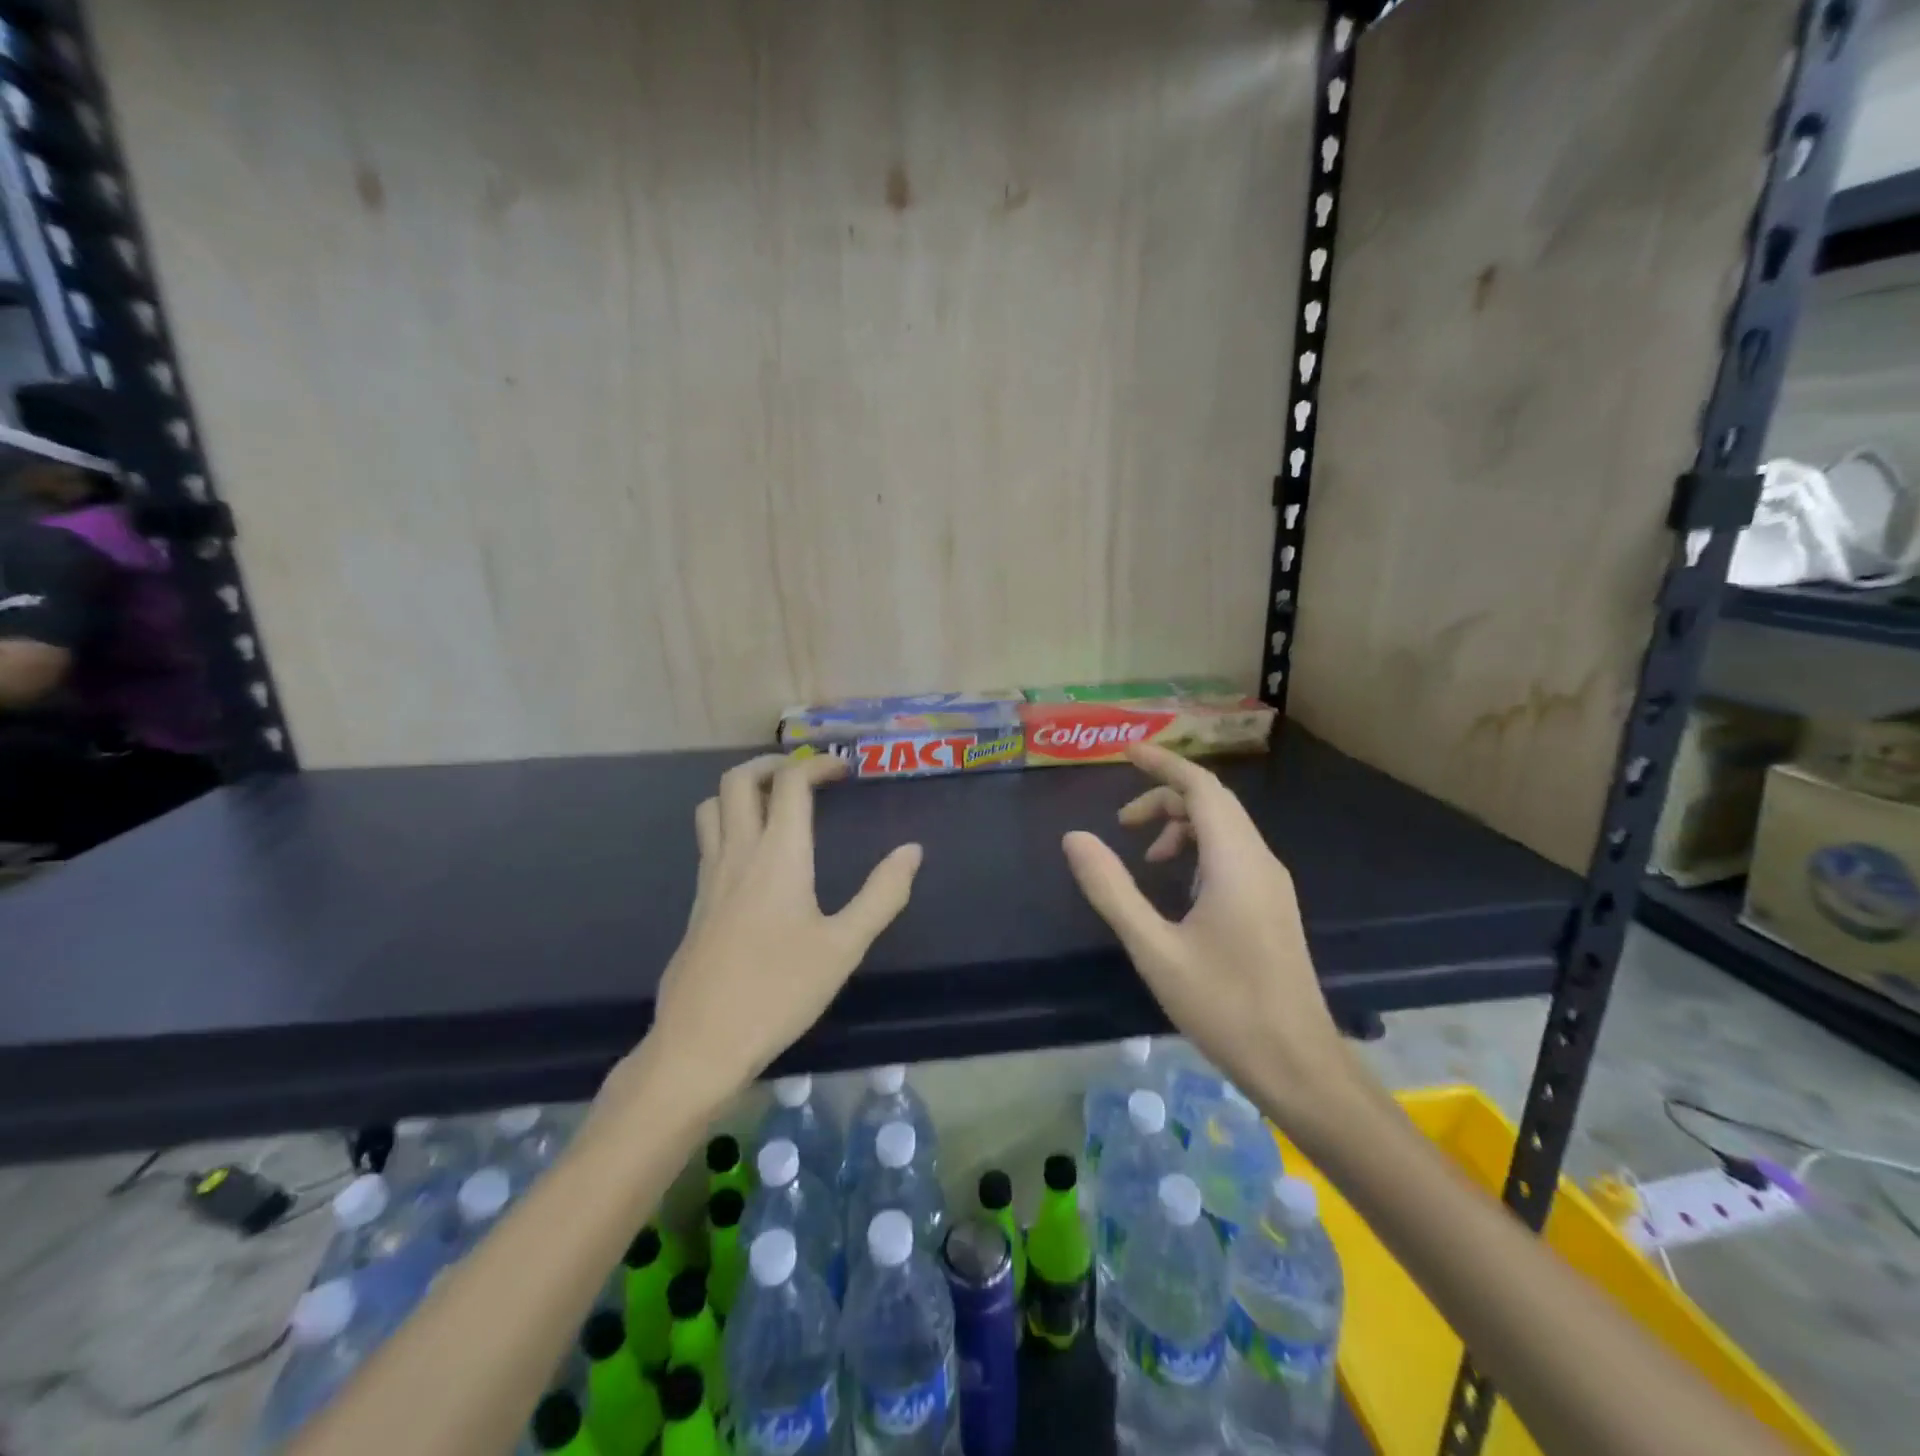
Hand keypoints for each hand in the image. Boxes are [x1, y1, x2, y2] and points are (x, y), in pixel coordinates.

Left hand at [617, 754, 922, 1108]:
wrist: (700, 1043)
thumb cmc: (779, 991)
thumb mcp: (844, 947)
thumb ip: (882, 895)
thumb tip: (912, 850)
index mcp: (778, 856)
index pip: (791, 784)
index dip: (818, 765)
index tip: (844, 769)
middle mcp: (738, 854)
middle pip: (738, 780)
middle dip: (772, 764)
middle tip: (805, 775)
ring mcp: (710, 877)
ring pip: (713, 806)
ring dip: (743, 790)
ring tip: (776, 803)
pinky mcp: (696, 902)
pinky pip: (708, 840)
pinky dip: (731, 823)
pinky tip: (756, 857)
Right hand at [1062, 744, 1343, 1113]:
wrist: (1297, 1064)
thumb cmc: (1224, 1005)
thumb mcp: (1154, 949)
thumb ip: (1112, 890)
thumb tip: (1075, 838)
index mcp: (1235, 861)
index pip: (1201, 787)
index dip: (1163, 763)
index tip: (1126, 752)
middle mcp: (1260, 861)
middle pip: (1212, 803)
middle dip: (1164, 798)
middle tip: (1122, 824)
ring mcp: (1271, 884)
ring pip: (1224, 829)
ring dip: (1181, 827)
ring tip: (1146, 859)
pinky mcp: (1272, 905)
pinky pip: (1233, 854)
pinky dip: (1199, 850)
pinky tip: (1177, 887)